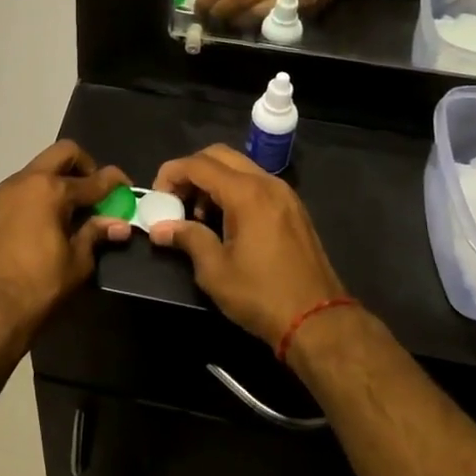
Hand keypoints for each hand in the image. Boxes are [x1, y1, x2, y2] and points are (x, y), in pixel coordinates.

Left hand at [0, 141, 130, 351]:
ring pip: (28, 177)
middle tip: (89, 190)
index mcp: (51, 191)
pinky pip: (4, 200)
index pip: (94, 179)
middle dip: (82, 166)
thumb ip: (95, 235)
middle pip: (60, 154)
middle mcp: (20, 182)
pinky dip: (21, 208)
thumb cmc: (36, 289)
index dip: (114, 182)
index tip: (125, 187)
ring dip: (47, 188)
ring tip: (53, 218)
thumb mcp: (76, 265)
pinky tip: (21, 235)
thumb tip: (117, 224)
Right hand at [147, 144, 349, 347]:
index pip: (199, 165)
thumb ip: (187, 238)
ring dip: (213, 180)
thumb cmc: (261, 295)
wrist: (319, 320)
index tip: (157, 196)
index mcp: (246, 193)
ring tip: (197, 215)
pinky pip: (256, 183)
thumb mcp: (215, 270)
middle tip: (175, 199)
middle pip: (219, 155)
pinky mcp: (293, 208)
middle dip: (191, 171)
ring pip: (239, 167)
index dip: (171, 173)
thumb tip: (159, 228)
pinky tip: (225, 221)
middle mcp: (267, 183)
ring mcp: (284, 193)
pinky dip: (234, 189)